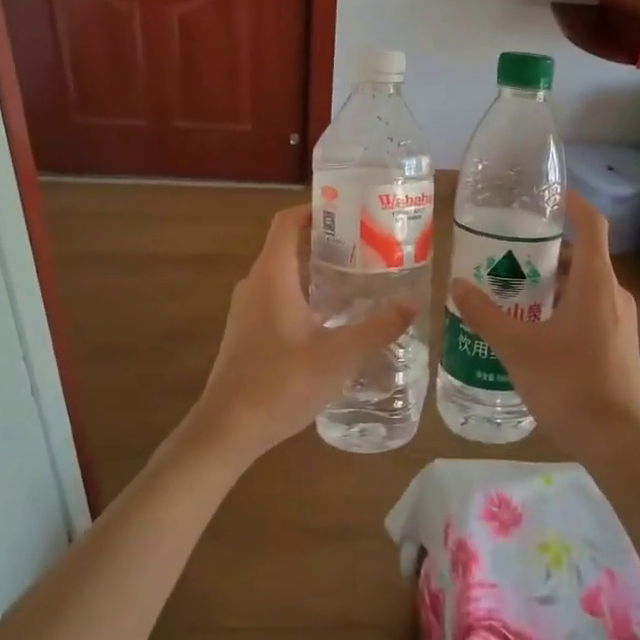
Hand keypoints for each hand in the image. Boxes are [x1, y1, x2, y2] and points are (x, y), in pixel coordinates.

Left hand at [186, 204, 416, 467]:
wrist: (227, 429)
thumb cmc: (281, 382)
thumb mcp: (339, 356)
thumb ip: (378, 328)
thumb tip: (412, 303)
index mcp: (272, 275)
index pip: (287, 222)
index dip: (316, 210)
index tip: (351, 211)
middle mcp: (255, 284)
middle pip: (289, 246)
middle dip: (327, 242)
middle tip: (368, 246)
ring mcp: (247, 310)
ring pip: (285, 275)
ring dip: (317, 271)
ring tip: (358, 278)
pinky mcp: (247, 333)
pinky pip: (278, 298)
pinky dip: (305, 295)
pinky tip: (334, 319)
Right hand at [451, 193, 639, 464]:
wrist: (618, 443)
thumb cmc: (569, 385)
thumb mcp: (517, 348)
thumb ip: (485, 315)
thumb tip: (456, 285)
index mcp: (596, 283)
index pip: (591, 224)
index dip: (572, 202)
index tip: (548, 194)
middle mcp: (614, 295)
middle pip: (582, 256)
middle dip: (546, 251)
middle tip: (507, 254)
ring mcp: (621, 322)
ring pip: (585, 287)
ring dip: (552, 283)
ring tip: (512, 292)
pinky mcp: (619, 346)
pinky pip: (589, 310)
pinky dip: (563, 307)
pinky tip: (534, 331)